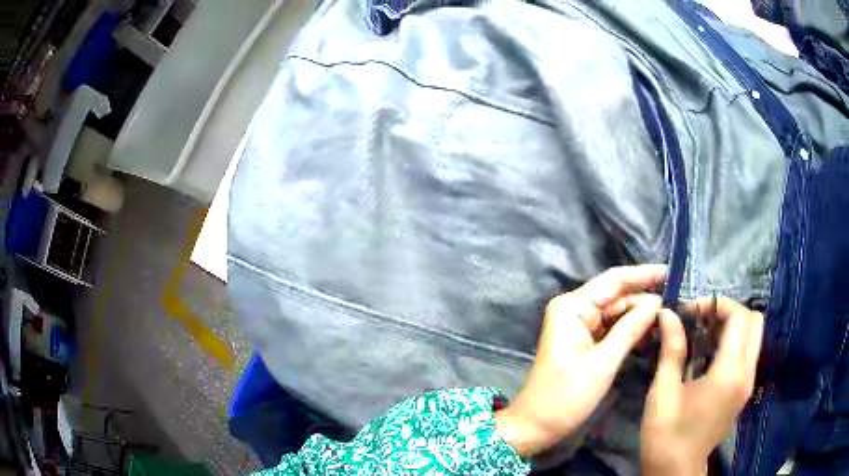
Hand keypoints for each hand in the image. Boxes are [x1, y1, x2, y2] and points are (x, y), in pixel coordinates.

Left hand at [495, 264, 666, 457]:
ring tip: (670, 314)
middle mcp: (574, 309)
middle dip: (645, 298)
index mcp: (572, 307)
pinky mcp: (582, 342)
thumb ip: (631, 329)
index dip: (643, 275)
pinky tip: (652, 330)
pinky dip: (630, 329)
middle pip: (616, 296)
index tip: (671, 272)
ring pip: (616, 312)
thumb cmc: (566, 396)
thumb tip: (656, 303)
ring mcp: (578, 326)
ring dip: (640, 315)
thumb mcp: (603, 362)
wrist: (536, 425)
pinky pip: (611, 328)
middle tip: (676, 300)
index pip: (614, 281)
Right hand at [640, 298, 763, 475]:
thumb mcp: (663, 392)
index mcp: (729, 373)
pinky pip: (748, 352)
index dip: (716, 305)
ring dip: (733, 326)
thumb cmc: (666, 434)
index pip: (739, 317)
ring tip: (704, 335)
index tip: (690, 311)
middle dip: (730, 312)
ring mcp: (748, 383)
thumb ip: (672, 349)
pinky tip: (709, 355)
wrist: (675, 470)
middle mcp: (746, 374)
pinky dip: (734, 342)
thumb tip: (668, 314)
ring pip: (754, 335)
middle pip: (754, 320)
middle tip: (702, 320)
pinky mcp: (744, 391)